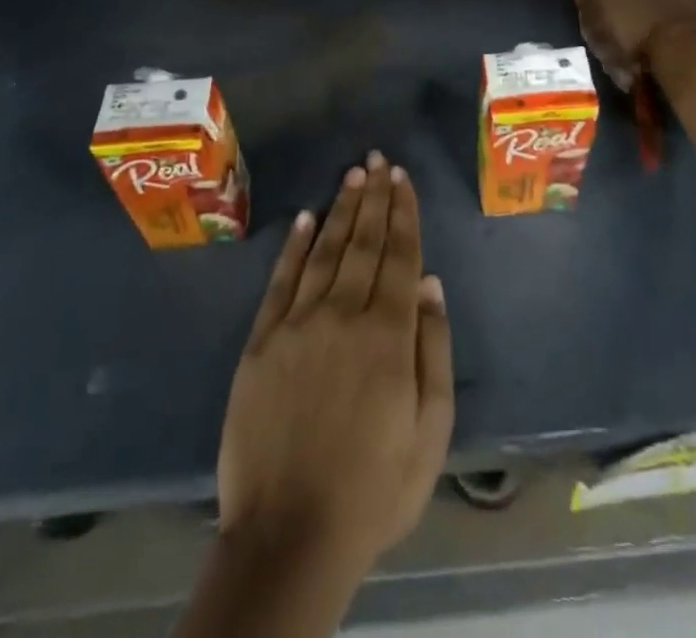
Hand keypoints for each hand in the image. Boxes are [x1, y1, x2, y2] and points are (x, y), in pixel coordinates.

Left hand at [218, 152, 453, 579]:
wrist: (289, 537)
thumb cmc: (373, 490)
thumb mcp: (430, 433)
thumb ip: (434, 351)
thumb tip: (429, 284)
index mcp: (388, 336)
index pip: (399, 256)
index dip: (403, 213)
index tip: (403, 178)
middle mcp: (343, 315)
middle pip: (364, 242)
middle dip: (374, 197)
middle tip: (377, 159)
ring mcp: (298, 325)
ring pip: (326, 251)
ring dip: (341, 210)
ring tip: (353, 176)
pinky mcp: (261, 342)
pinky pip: (281, 281)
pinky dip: (295, 246)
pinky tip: (306, 218)